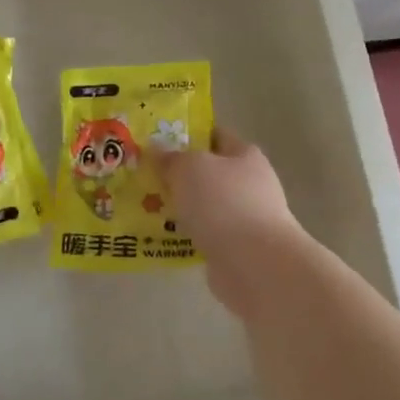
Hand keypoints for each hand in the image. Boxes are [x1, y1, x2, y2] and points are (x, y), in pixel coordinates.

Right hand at [158, 127, 303, 314]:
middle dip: (179, 175)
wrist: (254, 263)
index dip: (188, 135)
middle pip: (209, 172)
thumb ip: (171, 158)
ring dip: (182, 208)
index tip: (157, 141)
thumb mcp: (189, 168)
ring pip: (205, 205)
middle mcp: (251, 183)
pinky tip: (162, 237)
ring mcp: (247, 218)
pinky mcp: (238, 248)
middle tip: (145, 177)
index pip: (215, 135)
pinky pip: (205, 234)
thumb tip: (158, 150)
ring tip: (146, 208)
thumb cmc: (223, 203)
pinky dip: (187, 235)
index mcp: (245, 155)